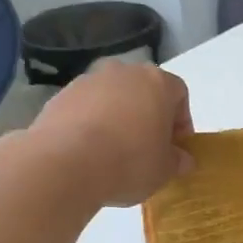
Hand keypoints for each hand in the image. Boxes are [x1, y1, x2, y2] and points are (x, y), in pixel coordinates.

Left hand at [17, 61, 192, 206]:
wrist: (65, 163)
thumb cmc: (129, 161)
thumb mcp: (164, 170)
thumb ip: (178, 161)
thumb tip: (182, 159)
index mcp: (157, 81)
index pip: (179, 94)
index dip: (181, 123)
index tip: (176, 148)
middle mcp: (123, 71)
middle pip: (144, 92)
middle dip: (148, 118)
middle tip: (147, 150)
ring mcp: (88, 80)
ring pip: (112, 98)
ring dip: (118, 119)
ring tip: (114, 153)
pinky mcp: (60, 96)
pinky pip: (85, 109)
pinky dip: (90, 125)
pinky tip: (88, 152)